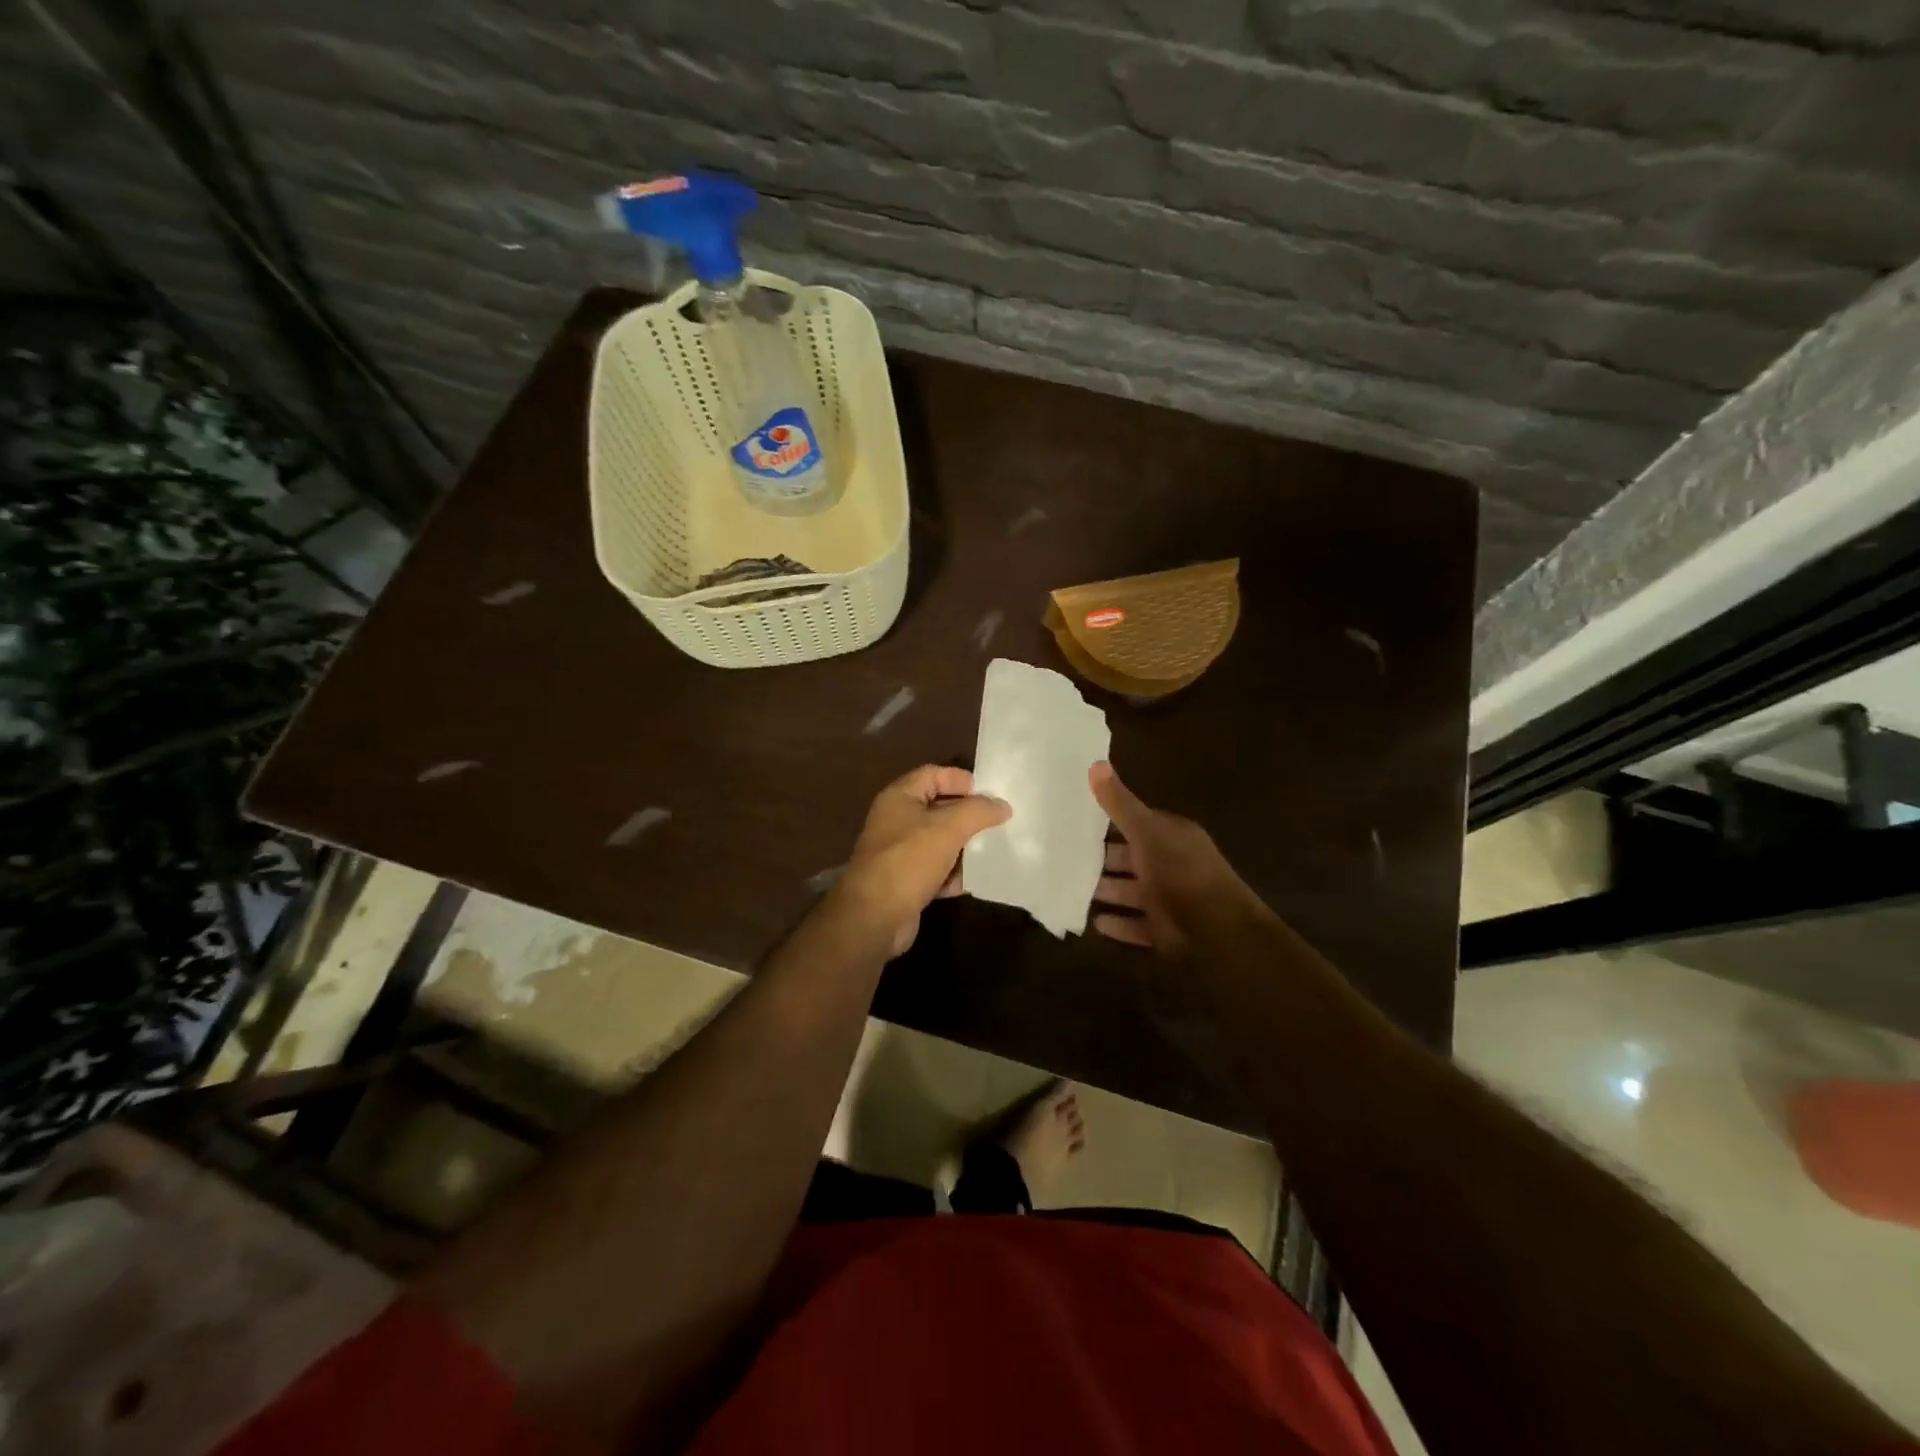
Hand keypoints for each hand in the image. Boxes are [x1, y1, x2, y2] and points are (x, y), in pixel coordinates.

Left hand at [834, 765, 1011, 956]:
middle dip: (966, 816)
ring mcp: (898, 852)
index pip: (932, 774)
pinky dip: (949, 874)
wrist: (875, 916)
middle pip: (937, 808)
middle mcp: (895, 820)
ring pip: (938, 841)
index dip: (959, 779)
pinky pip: (934, 869)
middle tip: (996, 822)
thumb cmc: (910, 860)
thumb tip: (1002, 805)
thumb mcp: (949, 828)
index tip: (988, 793)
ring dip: (962, 847)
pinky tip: (965, 882)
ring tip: (988, 851)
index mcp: (899, 797)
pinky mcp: (904, 881)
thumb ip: (978, 811)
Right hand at [1089, 761, 1265, 958]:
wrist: (1216, 930)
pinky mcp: (1165, 931)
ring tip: (1070, 889)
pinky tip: (1094, 922)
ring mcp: (1169, 900)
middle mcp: (1172, 864)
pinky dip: (1118, 924)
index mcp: (1172, 836)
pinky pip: (1136, 925)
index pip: (1138, 823)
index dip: (1110, 821)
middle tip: (1065, 857)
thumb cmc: (1180, 872)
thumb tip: (1095, 762)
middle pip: (1131, 858)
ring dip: (1106, 891)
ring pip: (1131, 892)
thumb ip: (1119, 803)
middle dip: (1102, 859)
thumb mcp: (1146, 831)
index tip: (1076, 820)